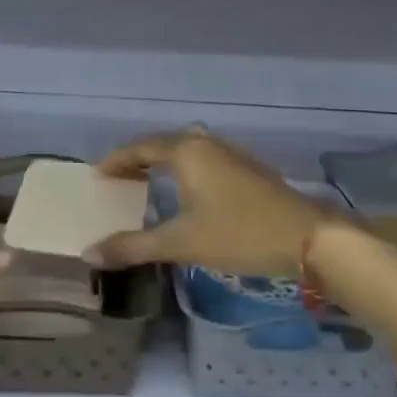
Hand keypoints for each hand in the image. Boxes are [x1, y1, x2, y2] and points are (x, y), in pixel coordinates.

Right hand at [84, 129, 340, 278]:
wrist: (307, 238)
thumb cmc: (239, 234)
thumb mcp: (181, 243)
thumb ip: (133, 246)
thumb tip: (88, 253)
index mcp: (186, 152)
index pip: (140, 147)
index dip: (116, 160)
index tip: (98, 175)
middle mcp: (207, 144)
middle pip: (163, 143)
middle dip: (138, 158)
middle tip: (118, 179)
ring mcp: (231, 154)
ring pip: (187, 150)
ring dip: (163, 162)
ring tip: (146, 182)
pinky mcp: (248, 170)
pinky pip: (203, 159)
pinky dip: (184, 169)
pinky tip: (186, 192)